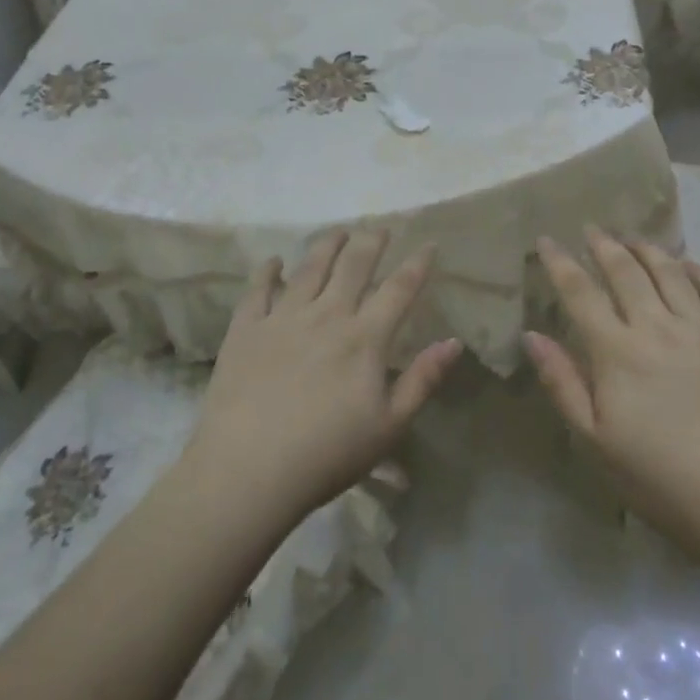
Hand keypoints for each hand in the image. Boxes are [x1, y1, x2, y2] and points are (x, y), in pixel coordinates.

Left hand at [187, 231, 462, 522]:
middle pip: (354, 265)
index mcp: (365, 338)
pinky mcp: (246, 329)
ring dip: (327, 245)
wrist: (247, 470)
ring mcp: (282, 318)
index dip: (417, 264)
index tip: (429, 243)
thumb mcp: (389, 426)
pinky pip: (257, 290)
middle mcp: (326, 315)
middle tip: (380, 228)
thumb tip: (454, 342)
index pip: (399, 289)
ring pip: (309, 268)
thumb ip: (423, 380)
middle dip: (371, 242)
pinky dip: (268, 271)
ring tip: (339, 232)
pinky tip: (274, 261)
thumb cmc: (327, 455)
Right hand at [526, 227, 699, 553]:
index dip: (560, 262)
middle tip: (592, 228)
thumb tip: (532, 335)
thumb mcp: (597, 443)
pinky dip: (699, 271)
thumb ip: (563, 383)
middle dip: (604, 245)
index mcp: (617, 352)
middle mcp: (658, 327)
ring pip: (670, 273)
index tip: (546, 240)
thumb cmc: (665, 482)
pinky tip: (688, 264)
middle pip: (625, 272)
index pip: (580, 293)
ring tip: (633, 237)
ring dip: (647, 249)